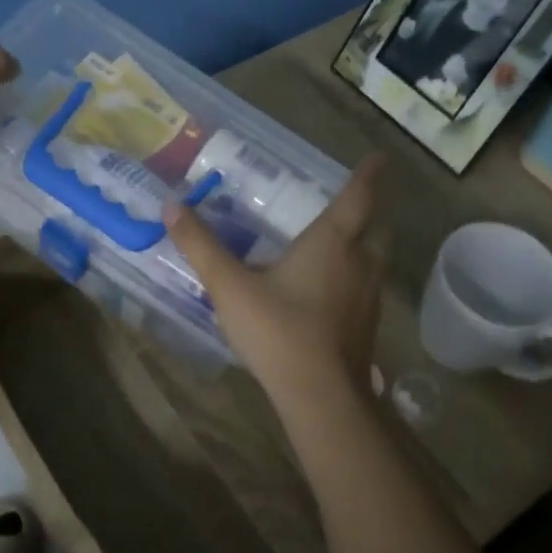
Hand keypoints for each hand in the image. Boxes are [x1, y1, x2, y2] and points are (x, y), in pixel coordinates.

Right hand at [164, 156, 385, 405]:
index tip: (380, 157)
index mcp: (333, 243)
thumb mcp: (230, 286)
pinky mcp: (367, 327)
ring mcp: (369, 297)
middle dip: (371, 211)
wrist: (320, 395)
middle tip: (358, 202)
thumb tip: (171, 205)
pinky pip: (369, 288)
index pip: (359, 198)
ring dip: (367, 245)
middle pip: (377, 228)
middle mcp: (359, 264)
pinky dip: (358, 277)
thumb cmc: (278, 330)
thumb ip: (201, 246)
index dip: (369, 175)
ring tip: (346, 242)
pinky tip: (334, 291)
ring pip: (377, 260)